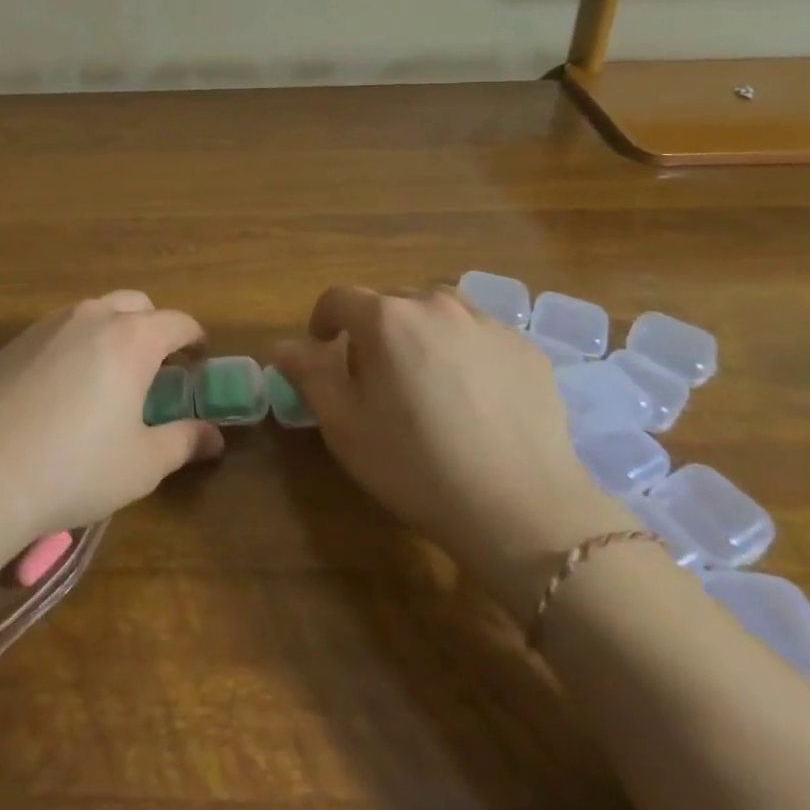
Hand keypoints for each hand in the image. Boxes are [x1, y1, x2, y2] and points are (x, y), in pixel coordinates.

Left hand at [0, 292, 222, 549]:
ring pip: (98, 311)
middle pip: (138, 304)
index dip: (195, 339)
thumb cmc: (76, 467)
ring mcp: (53, 322)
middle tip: (158, 368)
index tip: (199, 360)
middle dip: (155, 327)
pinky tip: (68, 384)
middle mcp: (95, 316)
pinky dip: (80, 341)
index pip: (178, 322)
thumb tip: (214, 437)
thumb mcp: (142, 463)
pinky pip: (64, 326)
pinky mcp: (21, 337)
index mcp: (133, 338)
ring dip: (116, 331)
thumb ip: (184, 441)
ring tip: (112, 374)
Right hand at [276, 285, 635, 619]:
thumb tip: (284, 346)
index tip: (322, 346)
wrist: (523, 510)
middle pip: (390, 301)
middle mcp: (435, 304)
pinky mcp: (525, 348)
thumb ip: (309, 375)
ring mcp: (486, 322)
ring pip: (438, 310)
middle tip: (374, 374)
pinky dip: (465, 349)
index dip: (323, 319)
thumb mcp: (344, 426)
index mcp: (386, 318)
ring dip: (420, 331)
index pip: (339, 298)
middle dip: (373, 328)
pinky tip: (473, 396)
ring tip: (425, 378)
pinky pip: (480, 334)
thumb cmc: (416, 466)